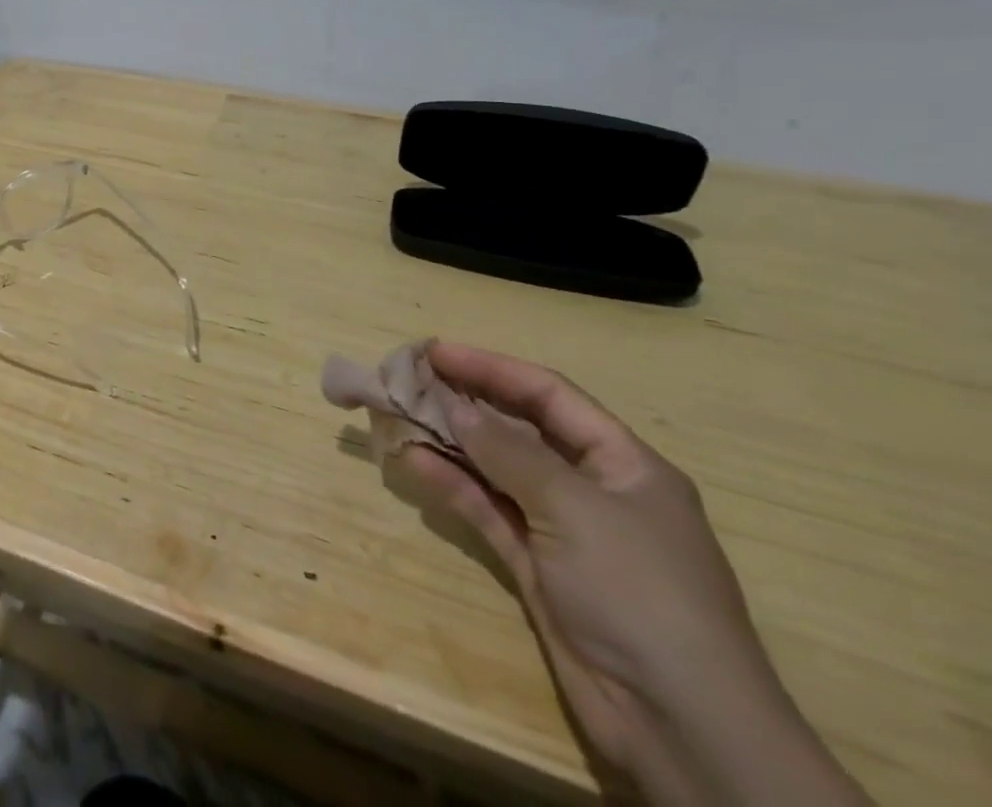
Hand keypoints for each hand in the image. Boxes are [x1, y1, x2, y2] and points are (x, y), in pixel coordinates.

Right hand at [388, 342, 867, 805]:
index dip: (491, 367)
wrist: (680, 727)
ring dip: (448, 440)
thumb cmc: (640, 593)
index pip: (549, 394)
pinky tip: (412, 461)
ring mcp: (562, 529)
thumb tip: (453, 404)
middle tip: (405, 377)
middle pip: (518, 428)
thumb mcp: (575, 508)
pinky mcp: (536, 566)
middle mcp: (592, 489)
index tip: (434, 351)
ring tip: (396, 413)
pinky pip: (486, 509)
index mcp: (623, 464)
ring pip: (494, 467)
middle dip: (464, 400)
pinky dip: (451, 484)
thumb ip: (508, 451)